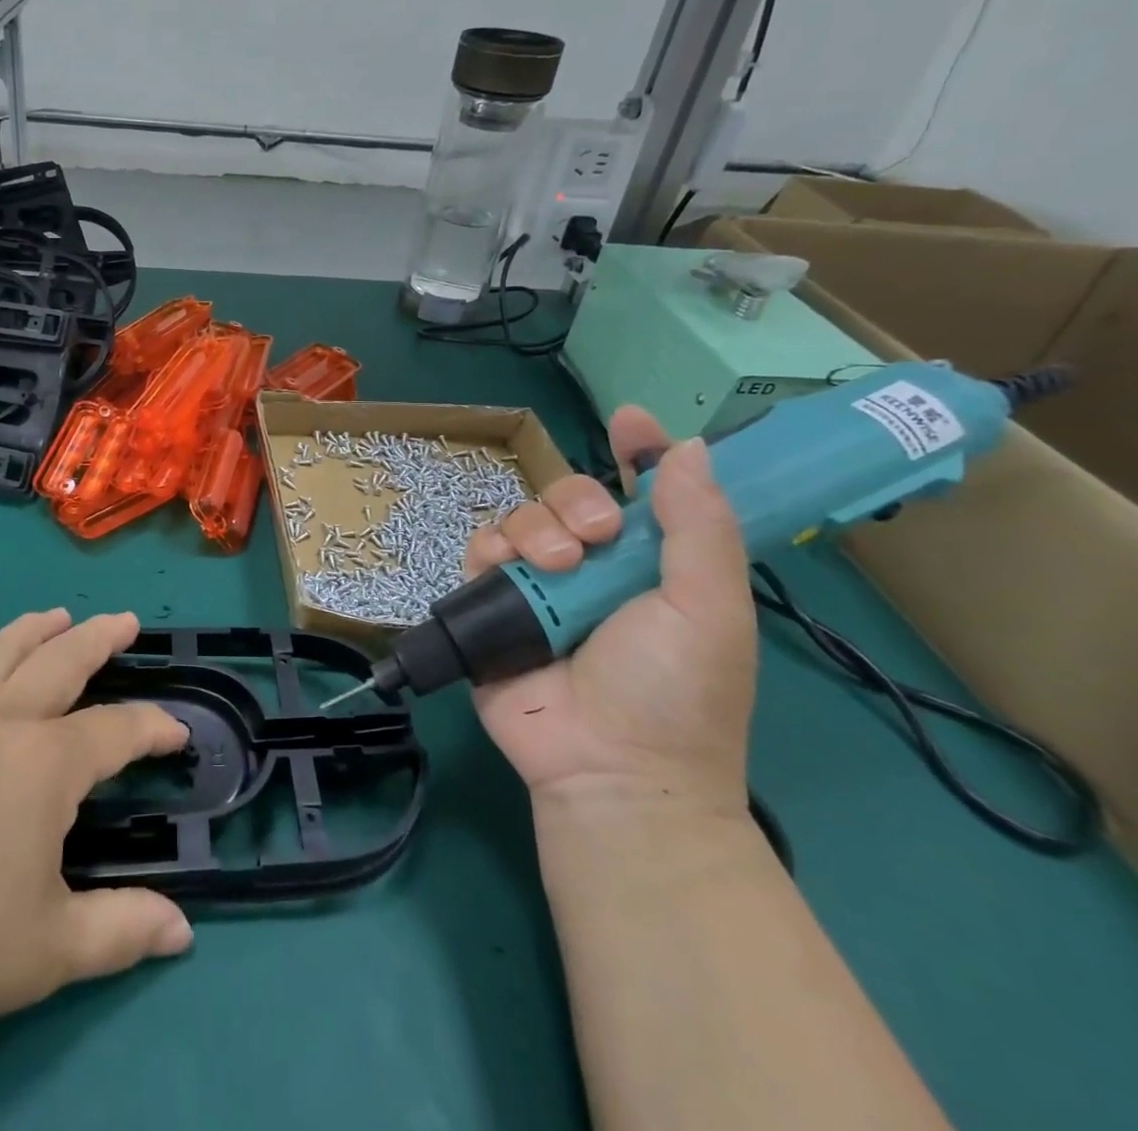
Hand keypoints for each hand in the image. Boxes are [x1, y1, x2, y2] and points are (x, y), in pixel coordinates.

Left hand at [0, 610, 192, 1125]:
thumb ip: (123, 930)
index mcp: (45, 764)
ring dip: (38, 630)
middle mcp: (4, 724)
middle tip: (126, 620)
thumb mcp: (51, 949)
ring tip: (58, 616)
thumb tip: (183, 931)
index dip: (155, 728)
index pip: (118, 730)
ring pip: (5, 654)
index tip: (178, 734)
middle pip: (62, 662)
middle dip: (101, 638)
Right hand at [463, 408, 757, 816]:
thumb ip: (699, 528)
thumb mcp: (708, 609)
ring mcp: (541, 586)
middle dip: (577, 500)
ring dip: (536, 527)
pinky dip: (489, 548)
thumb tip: (690, 448)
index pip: (645, 493)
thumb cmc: (675, 692)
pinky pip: (481, 551)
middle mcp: (595, 568)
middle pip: (571, 497)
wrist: (607, 768)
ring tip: (555, 567)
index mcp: (653, 565)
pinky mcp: (494, 605)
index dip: (638, 453)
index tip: (629, 421)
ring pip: (523, 517)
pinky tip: (503, 565)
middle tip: (596, 536)